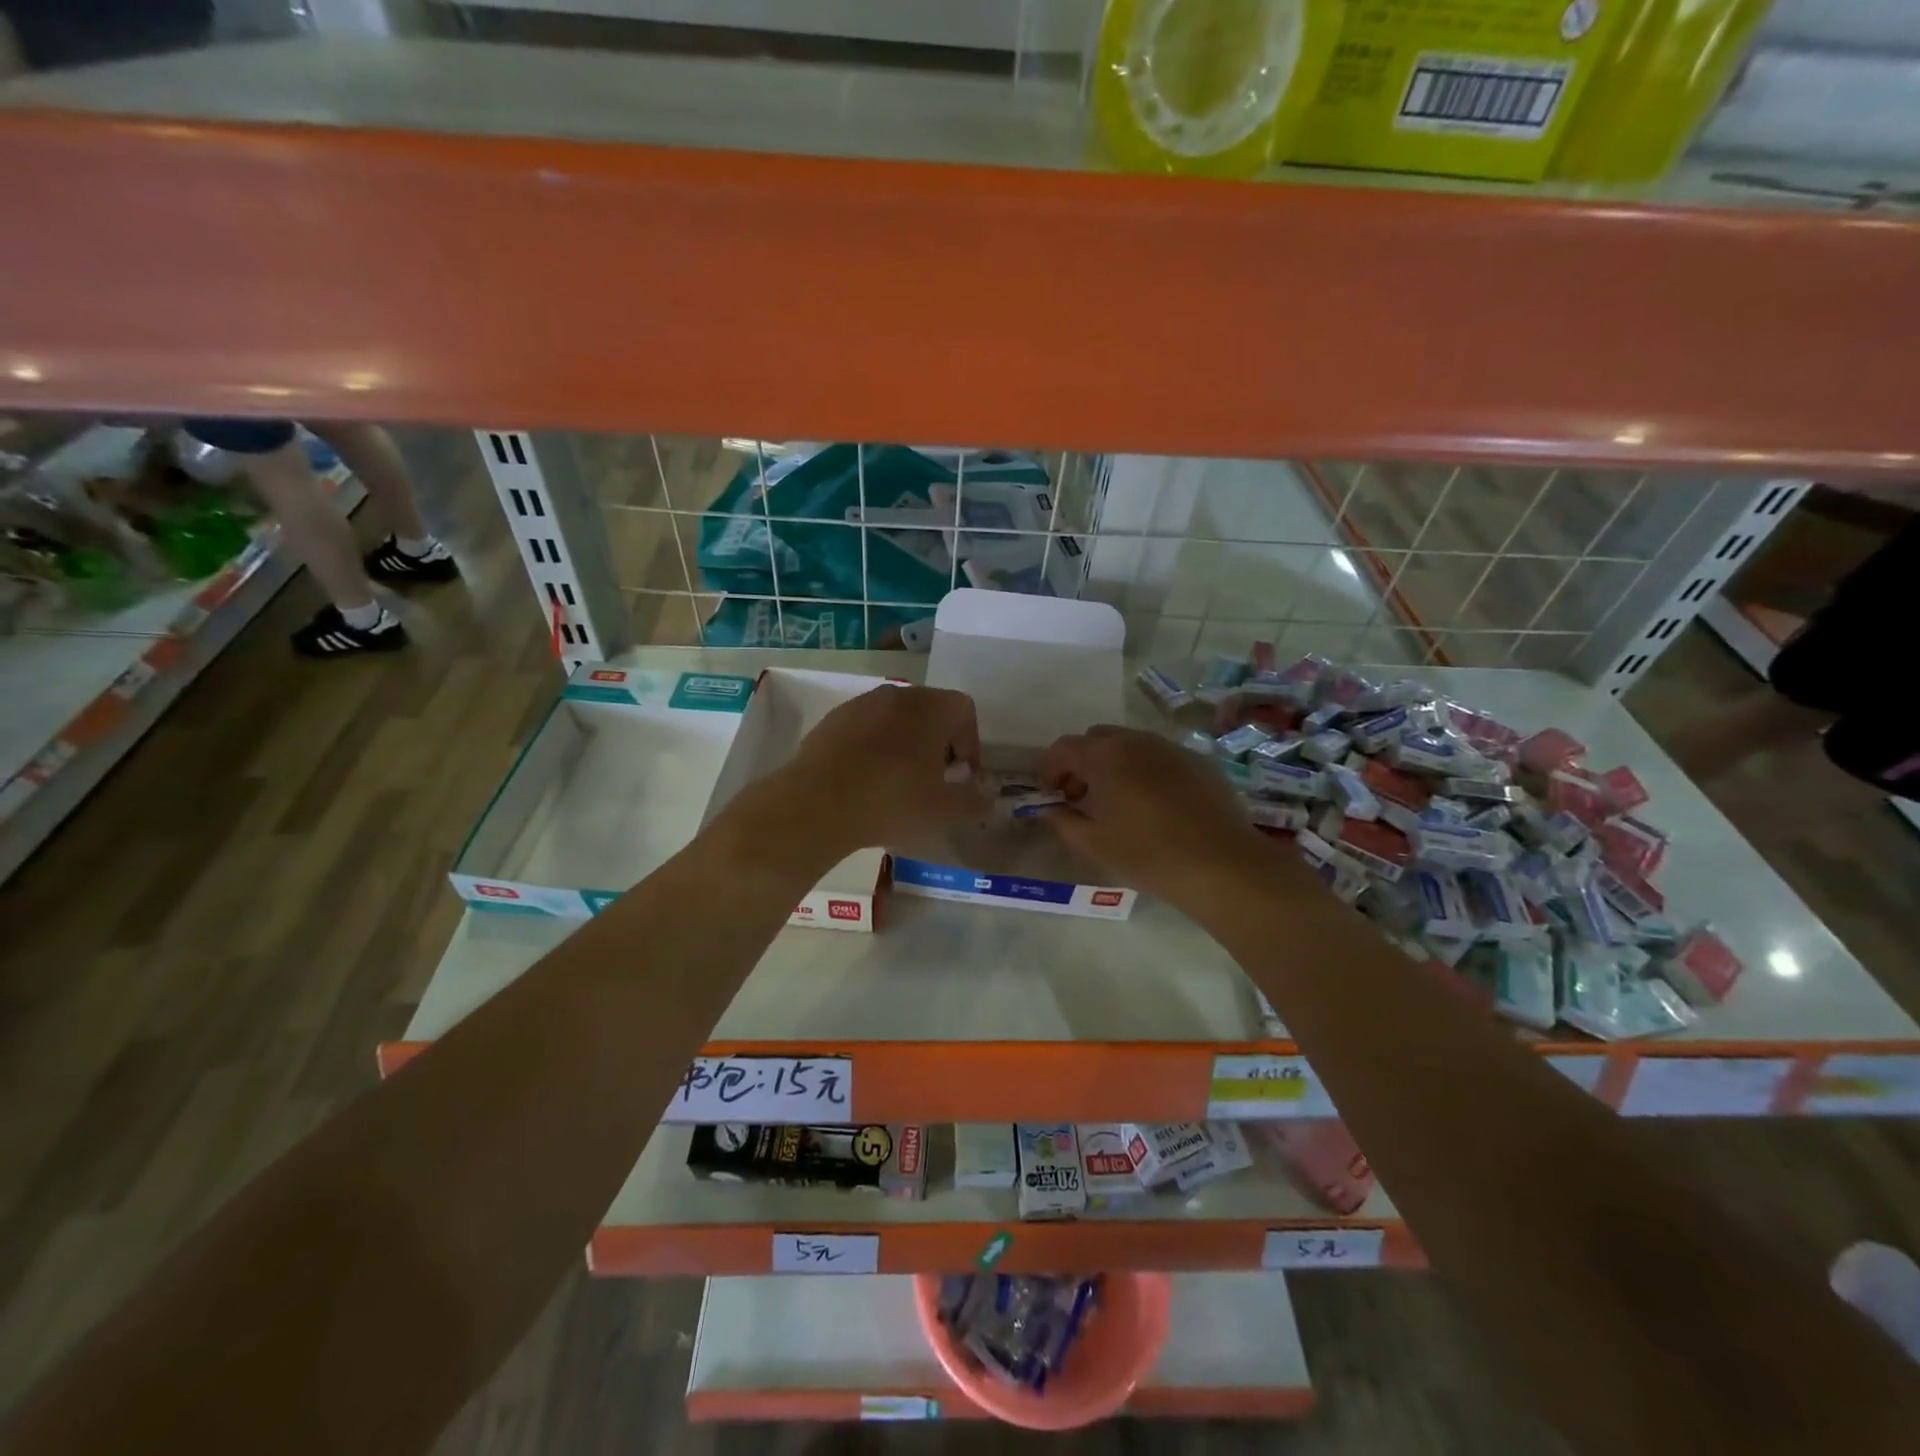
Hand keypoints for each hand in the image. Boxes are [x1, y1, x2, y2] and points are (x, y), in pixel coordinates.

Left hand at [782, 685, 987, 851]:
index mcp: (931, 707)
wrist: (816, 804)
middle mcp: (897, 694)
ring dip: (905, 745)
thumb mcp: (943, 811)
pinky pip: (865, 729)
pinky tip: (865, 782)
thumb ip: (974, 802)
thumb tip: (987, 800)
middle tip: (934, 781)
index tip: (962, 777)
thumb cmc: (892, 801)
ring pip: (896, 719)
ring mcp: (860, 704)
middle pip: (930, 711)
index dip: (970, 744)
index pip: (964, 710)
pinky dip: (873, 748)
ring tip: (898, 784)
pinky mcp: (831, 721)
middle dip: (938, 743)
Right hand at [1040, 725, 1267, 910]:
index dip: (1050, 770)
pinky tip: (1155, 807)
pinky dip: (1145, 772)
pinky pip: (1160, 757)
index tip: (1051, 797)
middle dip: (1081, 764)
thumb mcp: (1094, 844)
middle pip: (1097, 739)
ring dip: (1114, 766)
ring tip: (1118, 804)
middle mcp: (1137, 741)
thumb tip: (1049, 809)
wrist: (1223, 865)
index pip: (1064, 748)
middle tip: (1081, 798)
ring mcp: (1172, 748)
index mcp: (1106, 756)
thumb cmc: (1149, 854)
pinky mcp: (1199, 762)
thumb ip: (1063, 821)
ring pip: (1130, 745)